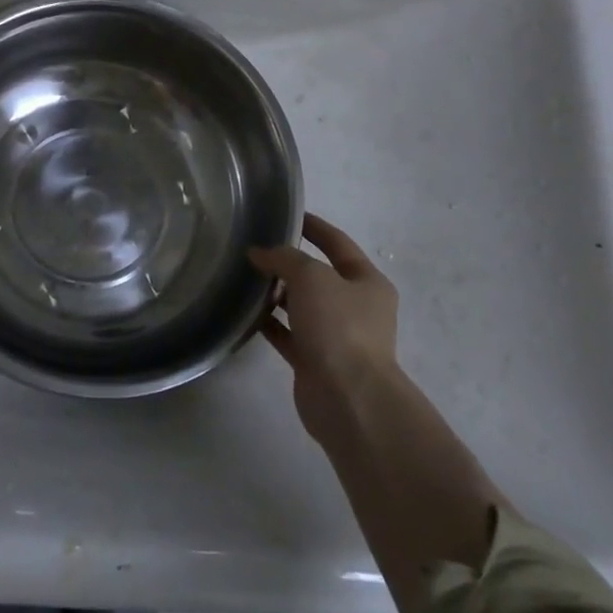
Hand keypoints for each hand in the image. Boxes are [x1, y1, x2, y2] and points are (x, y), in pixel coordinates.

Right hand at [250, 214, 400, 447]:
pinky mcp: (314, 361)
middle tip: (255, 247)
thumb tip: (259, 253)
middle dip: (289, 262)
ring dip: (277, 293)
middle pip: (318, 276)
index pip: (338, 243)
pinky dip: (269, 322)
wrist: (348, 399)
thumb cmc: (339, 327)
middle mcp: (355, 308)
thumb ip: (284, 258)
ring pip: (301, 306)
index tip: (287, 214)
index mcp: (367, 283)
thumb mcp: (311, 277)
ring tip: (244, 276)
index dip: (314, 227)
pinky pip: (288, 334)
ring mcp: (336, 337)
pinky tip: (244, 311)